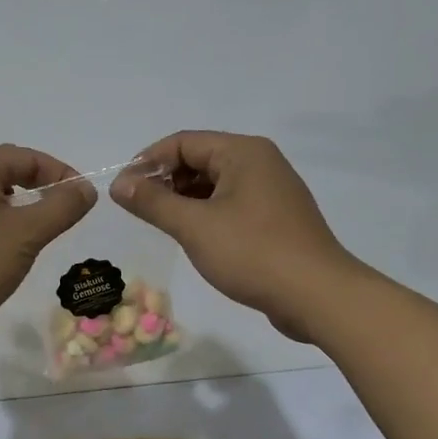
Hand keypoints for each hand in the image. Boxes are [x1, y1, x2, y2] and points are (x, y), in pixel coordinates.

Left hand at [0, 144, 95, 347]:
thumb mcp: (26, 235)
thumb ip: (60, 207)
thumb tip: (85, 188)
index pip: (27, 158)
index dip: (60, 175)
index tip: (82, 200)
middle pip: (0, 173)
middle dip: (32, 191)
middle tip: (56, 218)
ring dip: (2, 209)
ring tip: (20, 232)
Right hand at [112, 131, 356, 342]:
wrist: (318, 296)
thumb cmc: (253, 253)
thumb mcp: (194, 226)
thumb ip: (152, 202)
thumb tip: (118, 184)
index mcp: (243, 152)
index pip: (183, 142)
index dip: (148, 162)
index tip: (123, 191)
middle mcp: (260, 162)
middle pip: (200, 159)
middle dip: (165, 180)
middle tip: (138, 210)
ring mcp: (272, 190)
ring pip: (215, 183)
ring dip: (184, 199)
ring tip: (160, 224)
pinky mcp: (276, 218)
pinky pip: (231, 203)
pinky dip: (206, 213)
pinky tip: (192, 236)